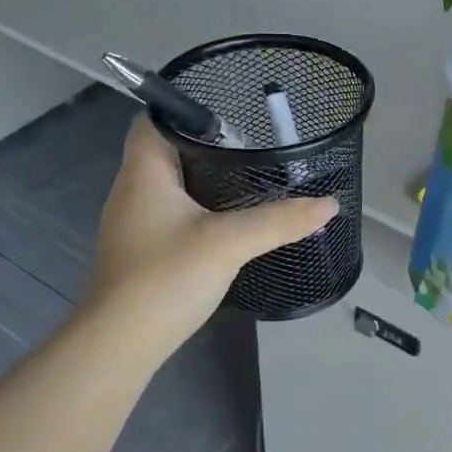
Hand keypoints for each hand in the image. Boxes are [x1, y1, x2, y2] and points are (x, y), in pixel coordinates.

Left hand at [87, 118, 336, 356]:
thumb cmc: (166, 277)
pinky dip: (197, 209)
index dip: (186, 109)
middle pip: (165, 150)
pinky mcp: (141, 251)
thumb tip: (329, 204)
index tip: (231, 114)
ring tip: (248, 178)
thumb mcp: (229, 242)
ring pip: (169, 185)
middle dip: (206, 145)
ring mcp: (133, 223)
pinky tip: (226, 222)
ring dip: (203, 180)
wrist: (121, 343)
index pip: (154, 119)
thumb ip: (279, 220)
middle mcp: (131, 190)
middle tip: (253, 147)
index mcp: (143, 172)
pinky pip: (171, 214)